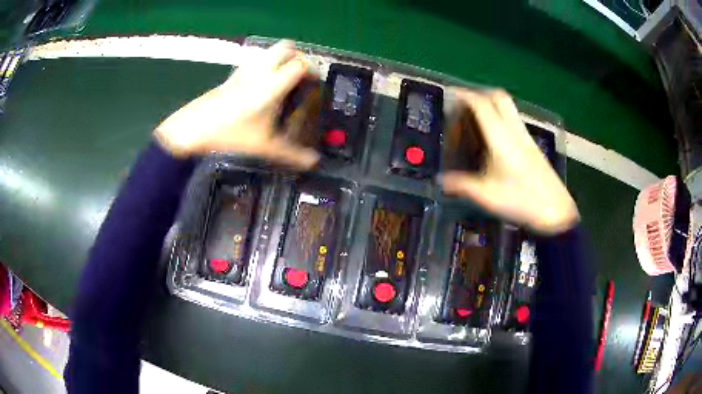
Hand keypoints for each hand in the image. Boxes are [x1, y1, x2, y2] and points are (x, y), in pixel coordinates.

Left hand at [154, 40, 319, 168]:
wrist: (192, 130)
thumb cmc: (230, 137)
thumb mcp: (264, 148)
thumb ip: (292, 154)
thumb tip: (314, 162)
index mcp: (271, 84)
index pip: (300, 64)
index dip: (313, 69)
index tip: (316, 83)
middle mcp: (260, 71)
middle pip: (286, 47)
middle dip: (298, 57)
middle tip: (301, 76)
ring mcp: (244, 71)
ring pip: (269, 51)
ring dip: (281, 59)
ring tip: (284, 80)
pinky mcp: (231, 75)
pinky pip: (255, 61)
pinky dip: (265, 65)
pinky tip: (262, 86)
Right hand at [440, 89, 578, 234]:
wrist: (555, 210)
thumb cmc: (521, 201)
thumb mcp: (487, 195)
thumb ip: (461, 185)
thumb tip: (440, 180)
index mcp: (501, 138)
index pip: (482, 105)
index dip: (464, 95)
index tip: (450, 94)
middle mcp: (514, 131)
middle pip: (498, 96)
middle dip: (479, 93)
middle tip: (464, 104)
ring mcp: (526, 136)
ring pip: (508, 106)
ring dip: (490, 103)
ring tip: (475, 117)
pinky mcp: (532, 144)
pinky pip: (513, 119)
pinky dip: (500, 116)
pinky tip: (493, 135)